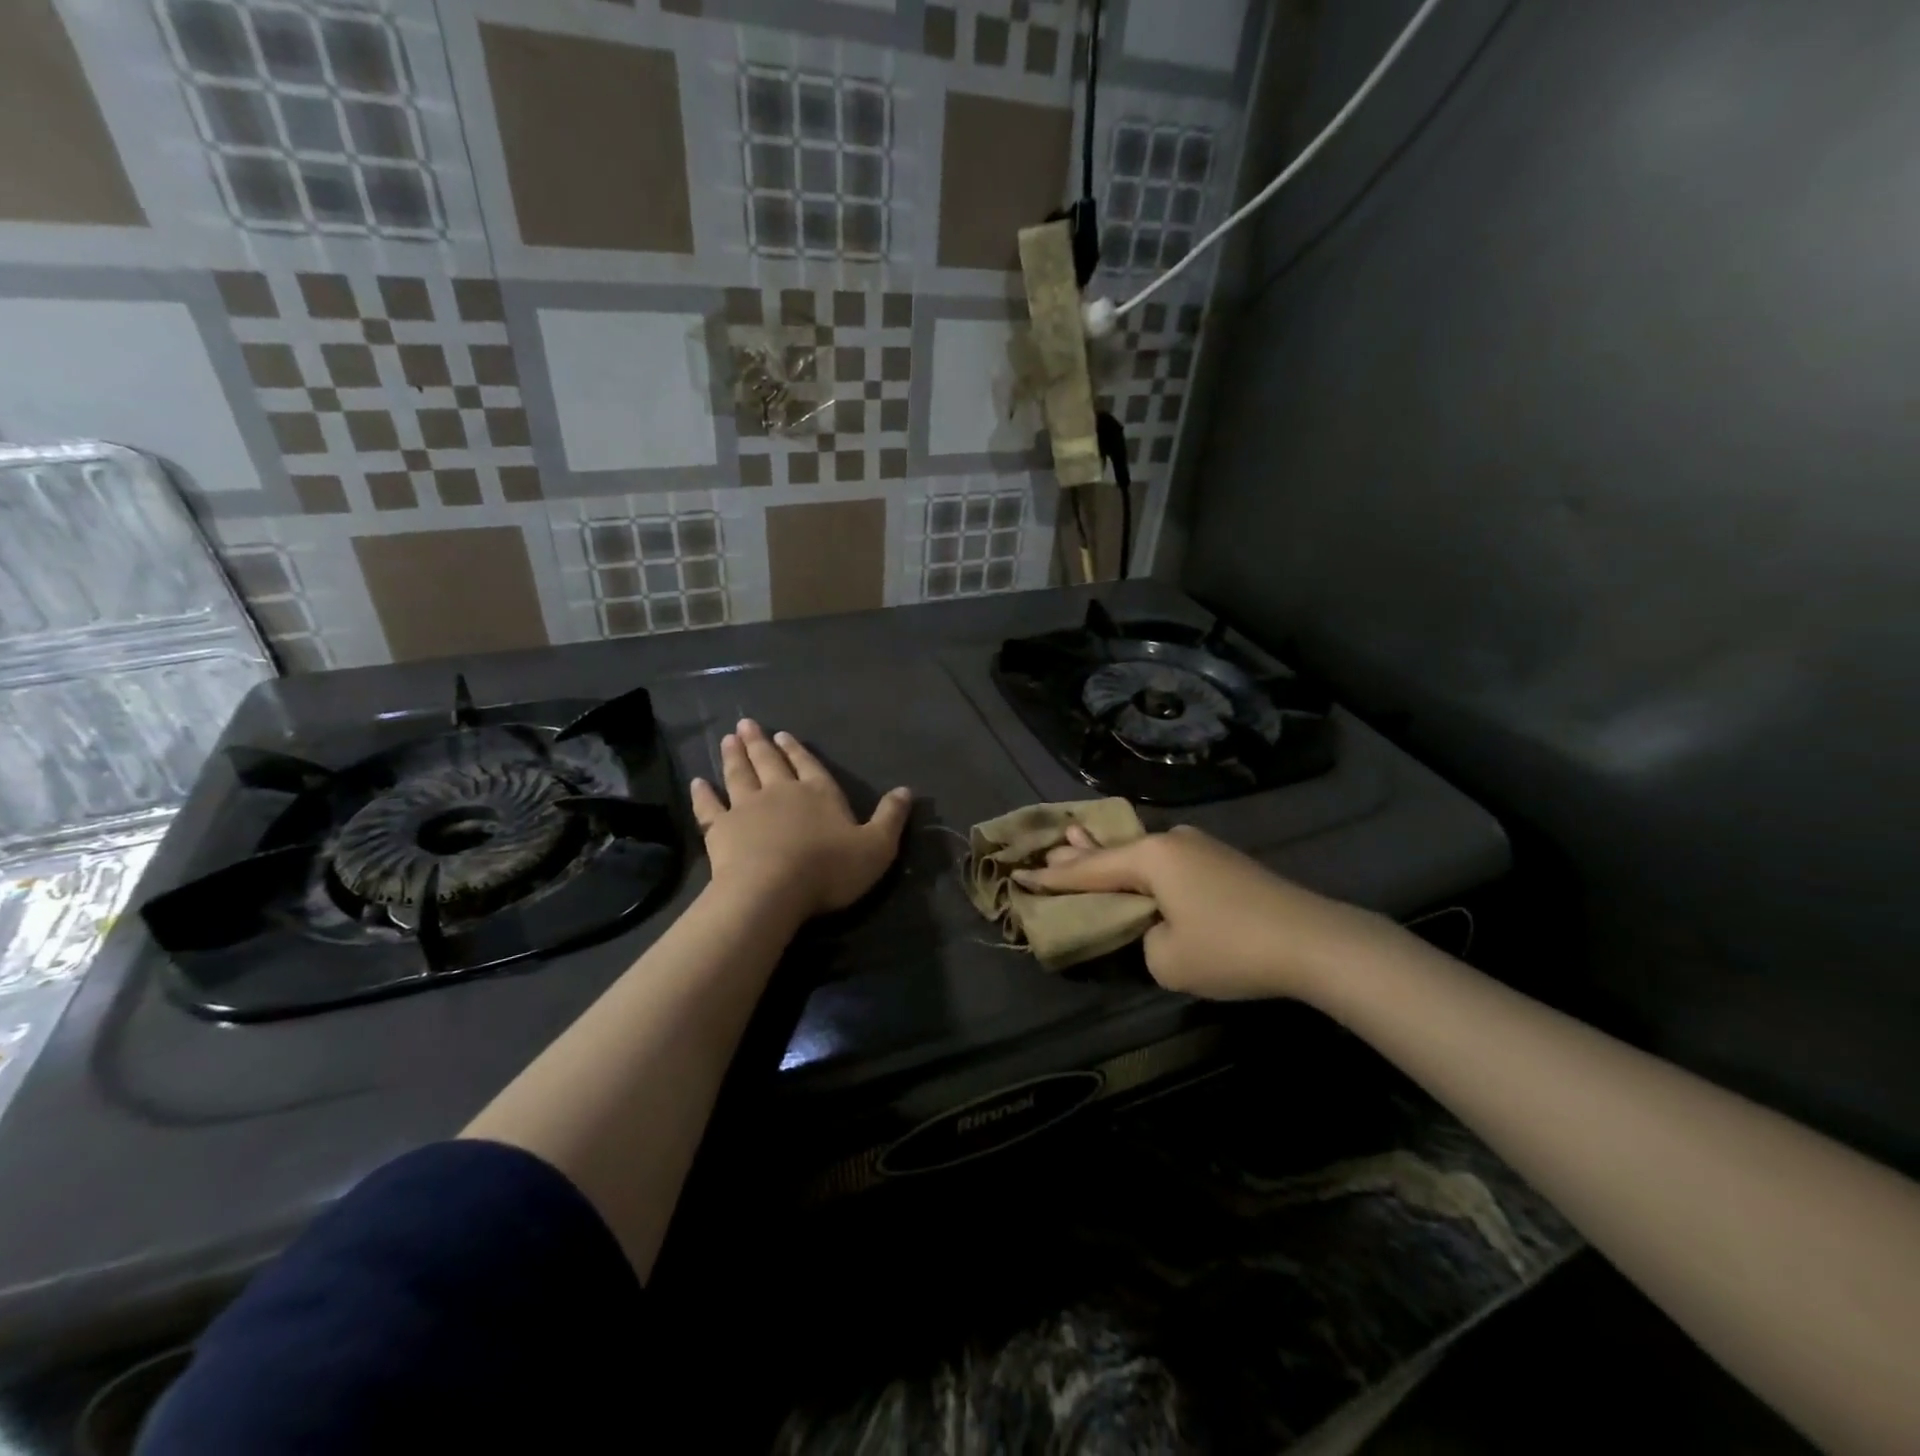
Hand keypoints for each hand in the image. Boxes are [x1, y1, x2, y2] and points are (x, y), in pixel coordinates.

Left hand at [690, 719, 910, 921]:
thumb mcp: (876, 847)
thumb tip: (907, 790)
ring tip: (728, 739)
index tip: (782, 735)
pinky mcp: (721, 829)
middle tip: (746, 724)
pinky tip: (698, 782)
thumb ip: (891, 818)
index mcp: (818, 793)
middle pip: (769, 762)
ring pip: (739, 775)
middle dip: (760, 744)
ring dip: (734, 756)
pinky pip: (709, 806)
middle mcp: (781, 792)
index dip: (797, 750)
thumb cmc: (828, 869)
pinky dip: (703, 794)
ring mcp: (747, 808)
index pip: (809, 765)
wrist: (771, 890)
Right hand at [1015, 825, 1406, 1001]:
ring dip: (1112, 856)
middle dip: (1079, 852)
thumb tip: (1157, 925)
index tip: (1020, 874)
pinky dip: (1142, 866)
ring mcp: (1200, 847)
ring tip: (1079, 842)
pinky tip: (1135, 864)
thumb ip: (1144, 939)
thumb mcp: (1167, 959)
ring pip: (1141, 852)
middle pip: (1113, 849)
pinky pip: (1167, 861)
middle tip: (1048, 843)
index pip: (1089, 869)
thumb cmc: (1230, 949)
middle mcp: (1171, 841)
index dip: (1053, 878)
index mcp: (1151, 857)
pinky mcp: (1222, 862)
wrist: (1314, 941)